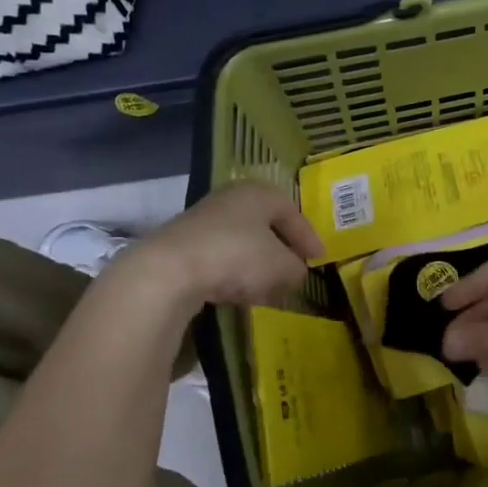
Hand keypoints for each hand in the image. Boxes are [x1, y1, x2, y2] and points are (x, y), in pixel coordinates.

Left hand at [124, 181, 321, 309]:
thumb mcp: (281, 266)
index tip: (318, 259)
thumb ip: (296, 269)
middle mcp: (230, 198)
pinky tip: (236, 293)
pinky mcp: (182, 245)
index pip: (291, 212)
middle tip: (293, 271)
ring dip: (256, 265)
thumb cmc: (237, 256)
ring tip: (267, 289)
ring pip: (241, 242)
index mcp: (258, 192)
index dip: (308, 237)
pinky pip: (219, 257)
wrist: (169, 271)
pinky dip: (233, 273)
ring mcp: (202, 220)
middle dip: (280, 250)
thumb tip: (294, 272)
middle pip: (264, 225)